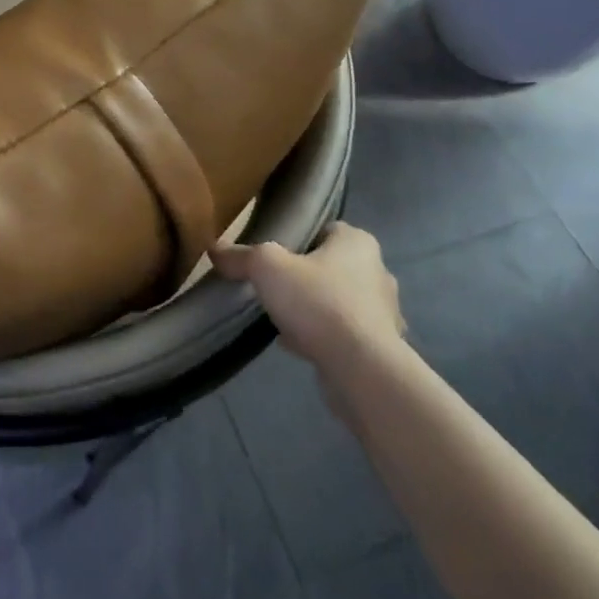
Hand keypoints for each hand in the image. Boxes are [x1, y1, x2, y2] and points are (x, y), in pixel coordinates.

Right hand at [212, 222, 403, 361]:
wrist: (361, 368)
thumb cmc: (318, 303)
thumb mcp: (267, 268)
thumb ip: (241, 256)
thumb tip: (215, 249)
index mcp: (357, 243)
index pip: (325, 230)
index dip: (298, 239)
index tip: (273, 256)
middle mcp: (376, 271)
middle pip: (331, 266)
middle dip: (305, 276)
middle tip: (273, 287)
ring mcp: (383, 312)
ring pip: (338, 301)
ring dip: (313, 308)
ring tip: (281, 318)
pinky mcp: (380, 346)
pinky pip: (343, 333)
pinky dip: (322, 336)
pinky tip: (295, 345)